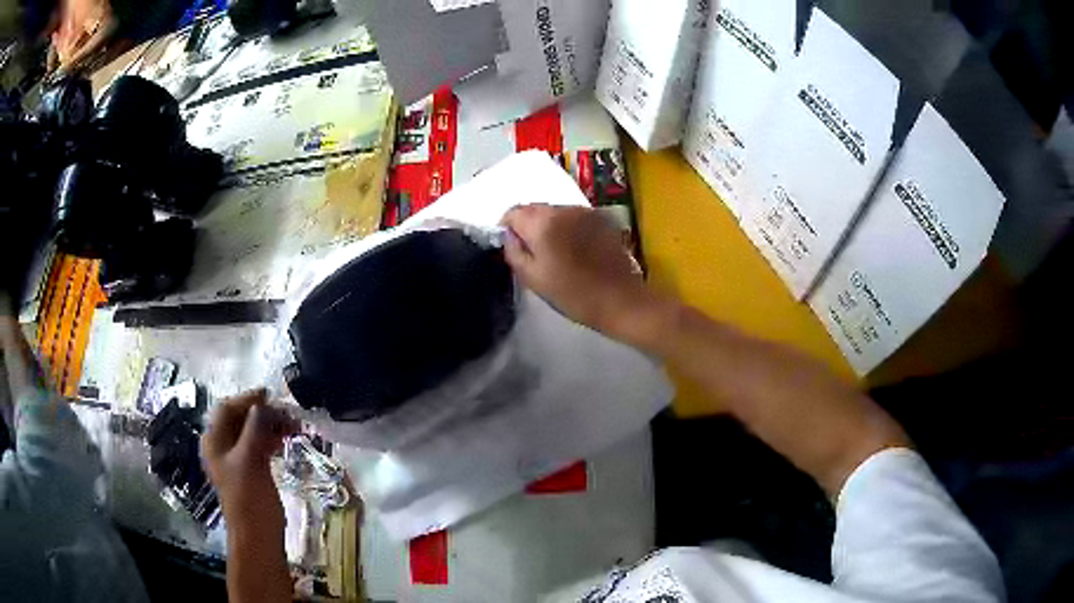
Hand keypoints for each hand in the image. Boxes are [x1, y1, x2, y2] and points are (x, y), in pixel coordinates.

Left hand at [201, 389, 297, 530]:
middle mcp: (222, 446)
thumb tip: (264, 405)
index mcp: (214, 441)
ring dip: (270, 426)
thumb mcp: (250, 459)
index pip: (227, 409)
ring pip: (252, 432)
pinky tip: (285, 441)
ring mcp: (237, 460)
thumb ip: (255, 428)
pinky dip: (271, 439)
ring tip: (292, 427)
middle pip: (240, 419)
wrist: (258, 535)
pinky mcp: (251, 471)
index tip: (270, 396)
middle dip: (262, 413)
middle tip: (287, 414)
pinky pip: (259, 446)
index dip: (247, 399)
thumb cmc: (248, 497)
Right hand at [501, 204, 655, 338]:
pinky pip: (574, 216)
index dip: (507, 227)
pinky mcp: (601, 218)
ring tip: (556, 251)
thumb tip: (509, 235)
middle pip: (534, 208)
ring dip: (550, 225)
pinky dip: (568, 227)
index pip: (513, 212)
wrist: (620, 299)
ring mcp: (584, 211)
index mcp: (543, 223)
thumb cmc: (573, 294)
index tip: (512, 245)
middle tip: (533, 252)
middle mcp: (563, 209)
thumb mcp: (533, 279)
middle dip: (528, 225)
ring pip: (555, 211)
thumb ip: (514, 252)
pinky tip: (575, 249)